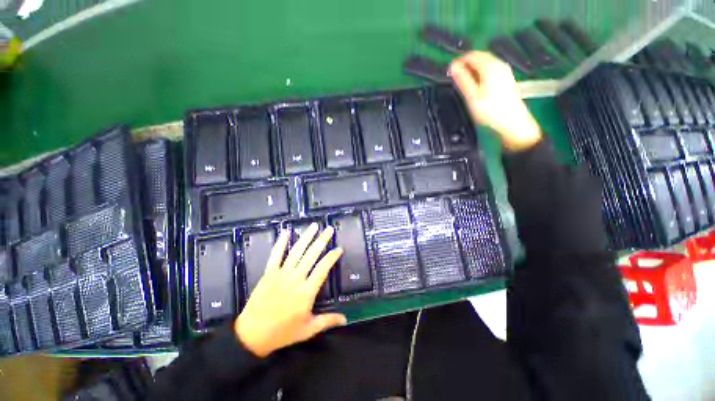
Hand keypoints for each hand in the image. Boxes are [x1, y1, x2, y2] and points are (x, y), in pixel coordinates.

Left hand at [234, 223, 345, 357]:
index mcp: (307, 291)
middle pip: (311, 255)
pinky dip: (281, 243)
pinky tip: (286, 231)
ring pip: (296, 251)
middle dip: (322, 240)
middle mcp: (296, 278)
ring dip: (306, 237)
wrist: (252, 335)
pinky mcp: (269, 273)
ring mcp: (281, 274)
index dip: (332, 257)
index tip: (339, 249)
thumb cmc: (283, 332)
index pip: (323, 268)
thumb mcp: (308, 329)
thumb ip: (328, 321)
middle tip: (329, 229)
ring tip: (314, 226)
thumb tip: (346, 319)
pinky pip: (275, 255)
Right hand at [449, 51, 541, 150]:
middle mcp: (499, 65)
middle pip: (481, 57)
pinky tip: (478, 84)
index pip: (472, 55)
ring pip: (487, 63)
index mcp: (490, 67)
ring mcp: (505, 71)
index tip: (451, 71)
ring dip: (474, 69)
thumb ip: (462, 80)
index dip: (460, 61)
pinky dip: (482, 73)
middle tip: (456, 77)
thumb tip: (453, 66)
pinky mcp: (507, 78)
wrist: (512, 123)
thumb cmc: (489, 111)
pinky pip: (492, 69)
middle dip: (467, 64)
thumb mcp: (472, 96)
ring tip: (465, 81)